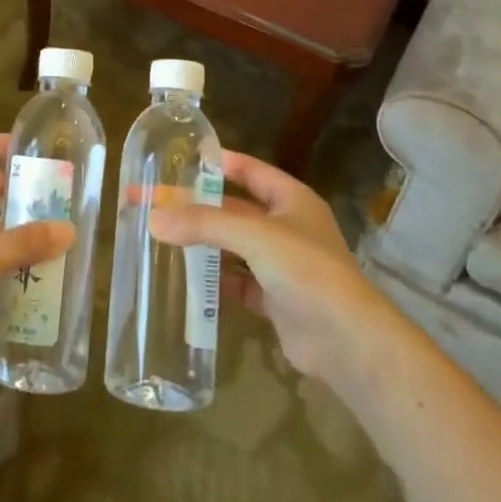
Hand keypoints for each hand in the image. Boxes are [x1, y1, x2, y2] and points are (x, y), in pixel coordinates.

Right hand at [148, 150, 391, 384]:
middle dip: (197, 207)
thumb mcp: (254, 236)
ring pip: (233, 246)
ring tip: (161, 237)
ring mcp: (282, 265)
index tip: (181, 159)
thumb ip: (204, 224)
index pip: (250, 170)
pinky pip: (238, 282)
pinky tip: (186, 279)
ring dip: (203, 243)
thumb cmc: (306, 270)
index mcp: (291, 199)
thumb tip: (153, 218)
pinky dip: (215, 280)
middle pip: (234, 210)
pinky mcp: (275, 299)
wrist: (347, 342)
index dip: (218, 163)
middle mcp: (287, 227)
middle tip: (155, 203)